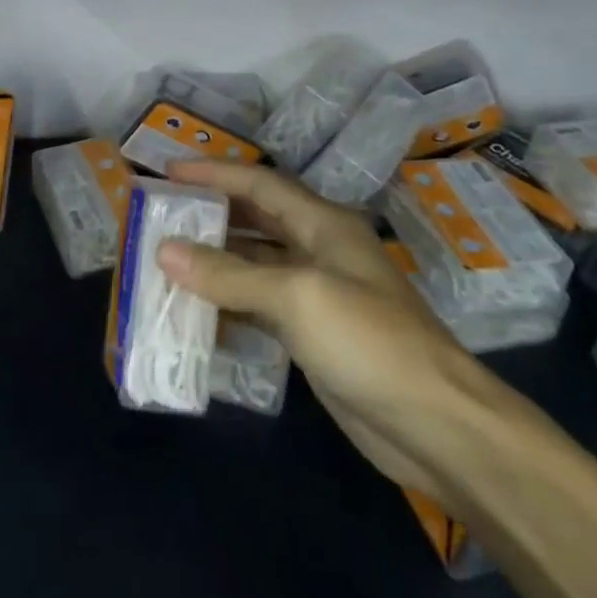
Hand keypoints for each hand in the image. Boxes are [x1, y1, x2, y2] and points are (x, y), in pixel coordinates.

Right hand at [161, 159, 510, 496]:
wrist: (435, 426)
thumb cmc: (369, 341)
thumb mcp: (296, 296)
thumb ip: (228, 274)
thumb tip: (163, 250)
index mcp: (324, 225)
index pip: (260, 185)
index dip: (214, 174)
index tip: (167, 171)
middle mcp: (320, 250)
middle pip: (256, 220)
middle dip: (211, 214)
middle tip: (161, 213)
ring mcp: (317, 295)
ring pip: (254, 265)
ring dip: (214, 261)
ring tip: (164, 258)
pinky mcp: (312, 335)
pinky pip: (258, 307)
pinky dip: (226, 303)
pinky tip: (193, 310)